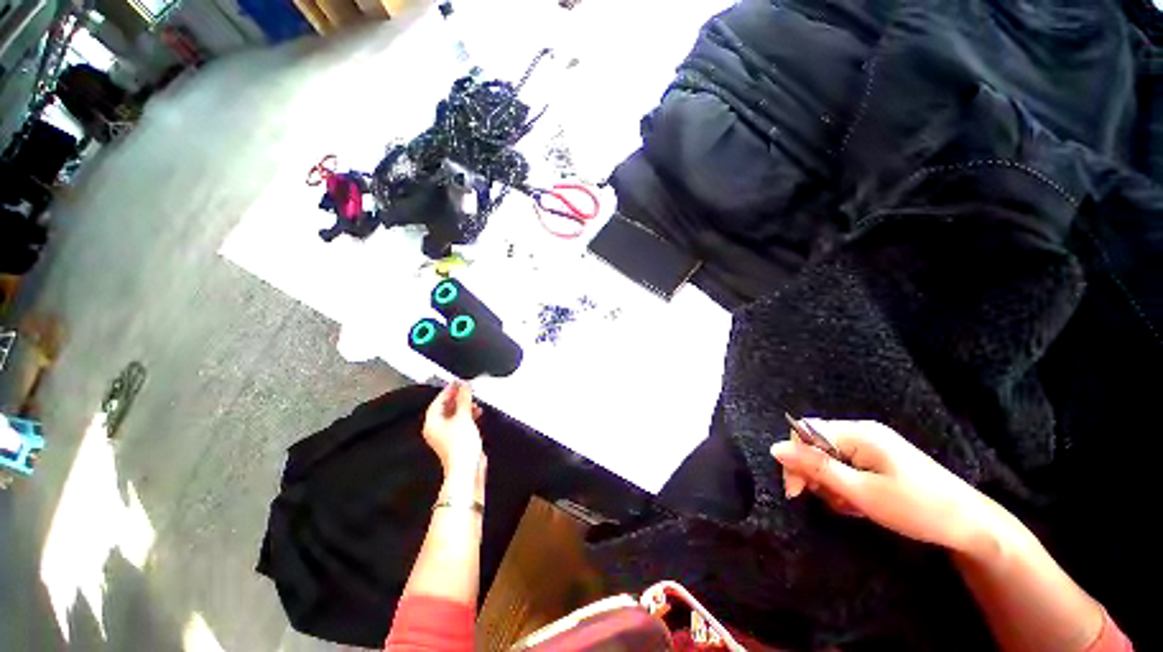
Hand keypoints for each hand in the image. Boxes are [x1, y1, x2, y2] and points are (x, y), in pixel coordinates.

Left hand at [422, 381, 484, 479]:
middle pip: (445, 408)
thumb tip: (465, 386)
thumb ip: (464, 399)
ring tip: (474, 399)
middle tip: (467, 388)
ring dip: (464, 406)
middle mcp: (437, 429)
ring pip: (454, 415)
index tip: (458, 382)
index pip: (438, 401)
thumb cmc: (461, 445)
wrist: (467, 468)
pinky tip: (477, 412)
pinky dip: (468, 415)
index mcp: (432, 423)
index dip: (448, 390)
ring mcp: (447, 435)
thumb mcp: (464, 417)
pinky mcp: (457, 440)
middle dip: (457, 398)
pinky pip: (460, 422)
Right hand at [770, 419, 1007, 555]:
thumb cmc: (916, 508)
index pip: (805, 432)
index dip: (794, 459)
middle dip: (815, 475)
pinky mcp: (879, 459)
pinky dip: (845, 485)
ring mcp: (872, 445)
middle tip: (833, 503)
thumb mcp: (862, 493)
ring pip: (829, 458)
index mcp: (859, 433)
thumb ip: (816, 468)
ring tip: (852, 507)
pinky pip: (846, 466)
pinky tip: (860, 503)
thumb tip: (775, 448)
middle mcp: (862, 432)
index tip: (797, 492)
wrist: (971, 526)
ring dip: (831, 484)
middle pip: (815, 445)